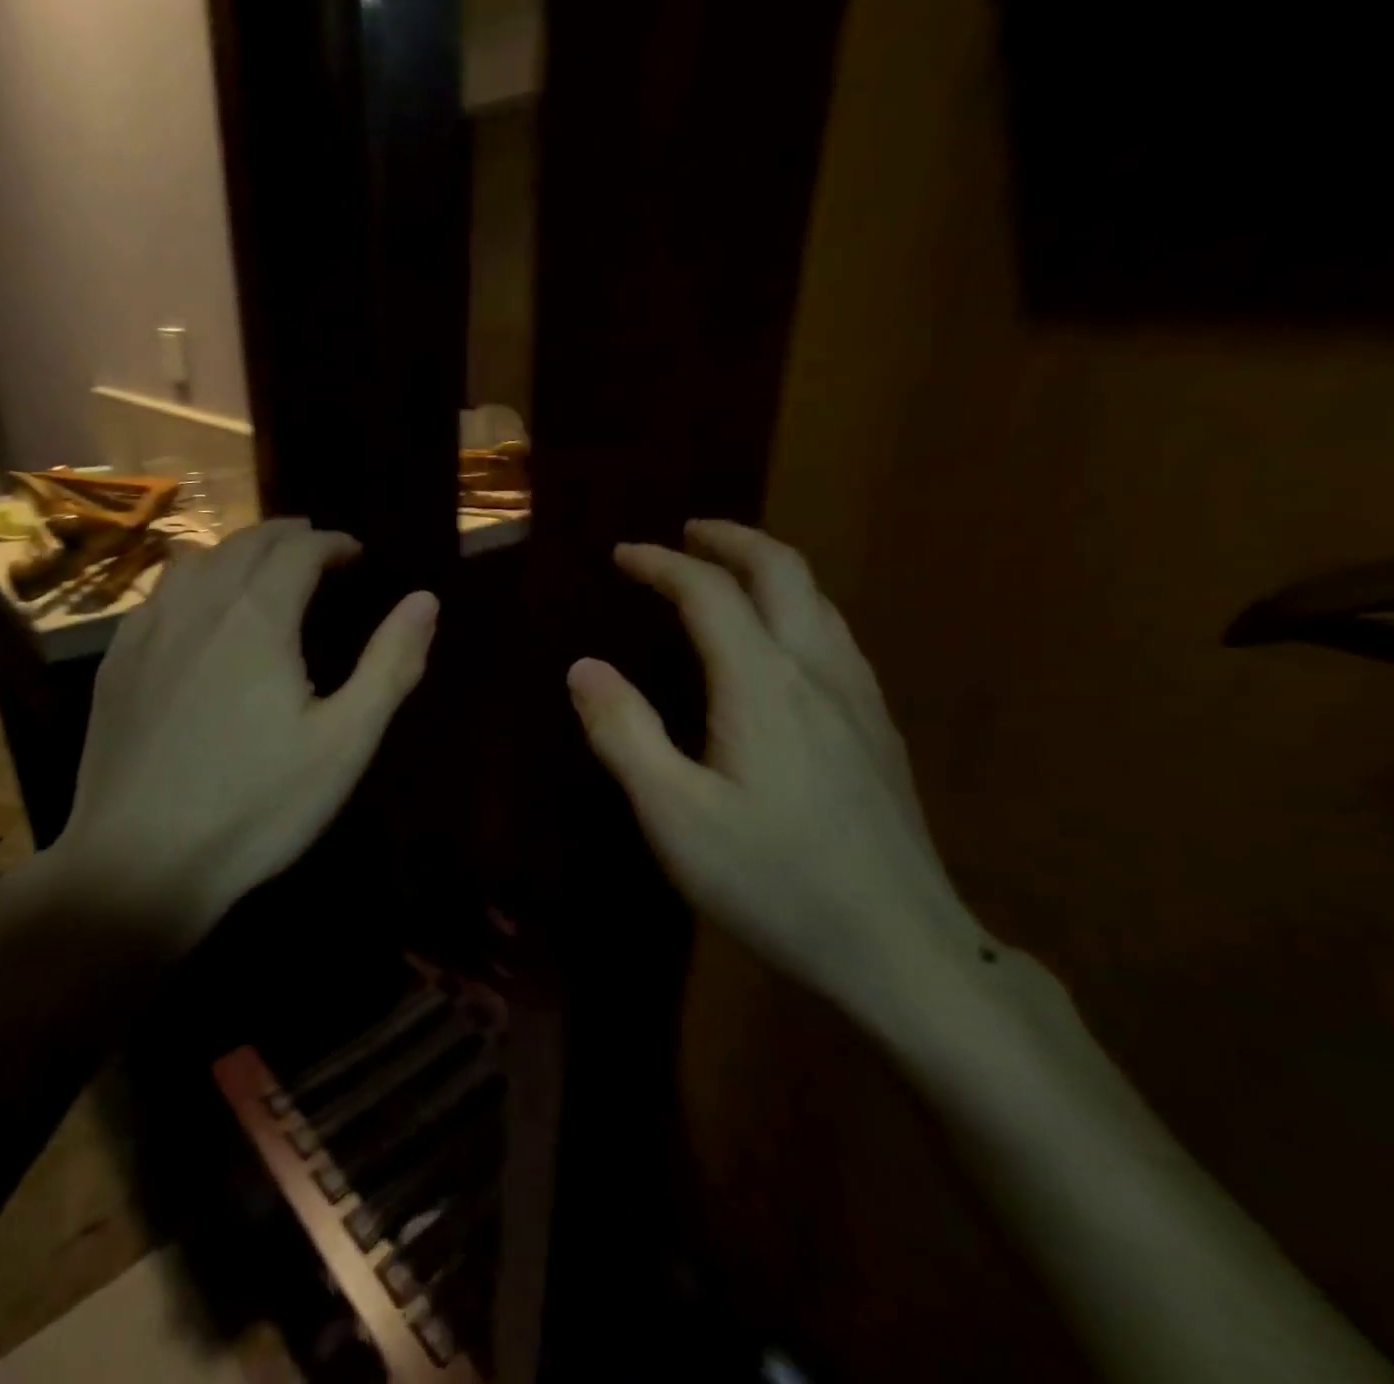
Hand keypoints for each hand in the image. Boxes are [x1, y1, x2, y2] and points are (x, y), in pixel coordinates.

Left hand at [28, 519, 438, 945]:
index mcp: (258, 617)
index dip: (331, 543)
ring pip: (194, 562)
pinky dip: (192, 582)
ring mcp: (148, 633)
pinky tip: (197, 611)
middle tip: (316, 547)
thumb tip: (424, 600)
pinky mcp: (116, 665)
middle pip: (245, 544)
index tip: (354, 552)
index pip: (299, 551)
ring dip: (236, 552)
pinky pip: (158, 597)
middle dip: (286, 536)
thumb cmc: (257, 805)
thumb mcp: (344, 742)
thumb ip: (390, 665)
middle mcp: (199, 606)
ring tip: (261, 567)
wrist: (139, 863)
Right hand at [566, 520, 990, 1021]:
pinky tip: (784, 645)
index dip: (662, 564)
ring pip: (819, 602)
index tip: (623, 554)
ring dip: (770, 570)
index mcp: (762, 685)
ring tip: (730, 575)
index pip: (709, 593)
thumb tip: (584, 667)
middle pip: (783, 572)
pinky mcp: (878, 733)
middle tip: (688, 534)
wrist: (901, 950)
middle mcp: (817, 672)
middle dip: (731, 540)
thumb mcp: (675, 815)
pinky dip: (798, 609)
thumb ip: (625, 733)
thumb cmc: (773, 881)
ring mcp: (860, 701)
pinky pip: (836, 638)